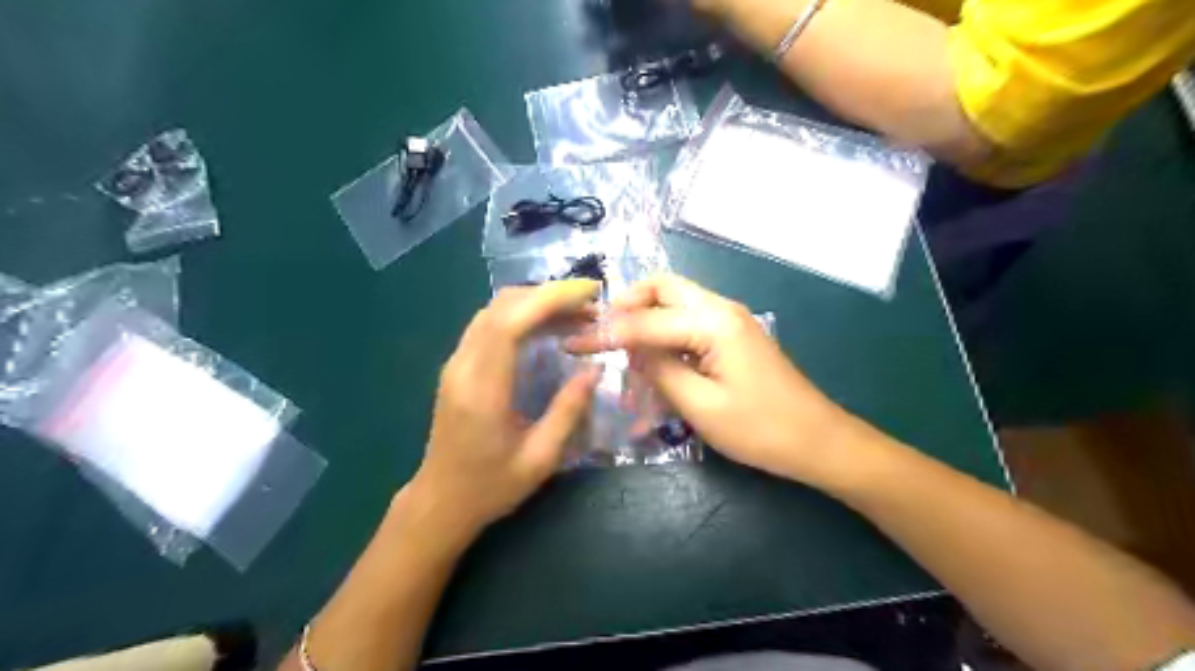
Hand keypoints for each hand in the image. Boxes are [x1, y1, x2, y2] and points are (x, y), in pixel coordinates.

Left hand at [411, 280, 601, 540]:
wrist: (440, 502)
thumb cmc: (491, 487)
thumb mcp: (540, 458)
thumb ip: (568, 411)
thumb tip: (595, 369)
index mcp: (483, 388)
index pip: (511, 322)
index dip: (550, 298)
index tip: (589, 293)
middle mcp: (463, 366)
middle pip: (501, 306)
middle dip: (548, 295)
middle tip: (590, 305)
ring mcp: (456, 363)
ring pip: (493, 310)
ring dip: (535, 303)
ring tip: (576, 314)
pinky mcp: (458, 367)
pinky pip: (489, 324)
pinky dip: (521, 315)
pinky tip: (548, 328)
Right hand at [565, 274, 858, 484]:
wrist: (818, 441)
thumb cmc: (761, 429)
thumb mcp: (701, 406)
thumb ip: (659, 371)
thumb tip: (630, 350)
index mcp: (713, 322)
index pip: (645, 321)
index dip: (605, 333)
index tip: (571, 344)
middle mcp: (721, 308)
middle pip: (663, 288)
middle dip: (628, 305)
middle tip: (602, 333)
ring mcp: (730, 320)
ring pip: (675, 302)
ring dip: (645, 318)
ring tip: (621, 348)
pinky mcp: (732, 337)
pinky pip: (689, 323)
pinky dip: (664, 333)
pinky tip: (652, 360)